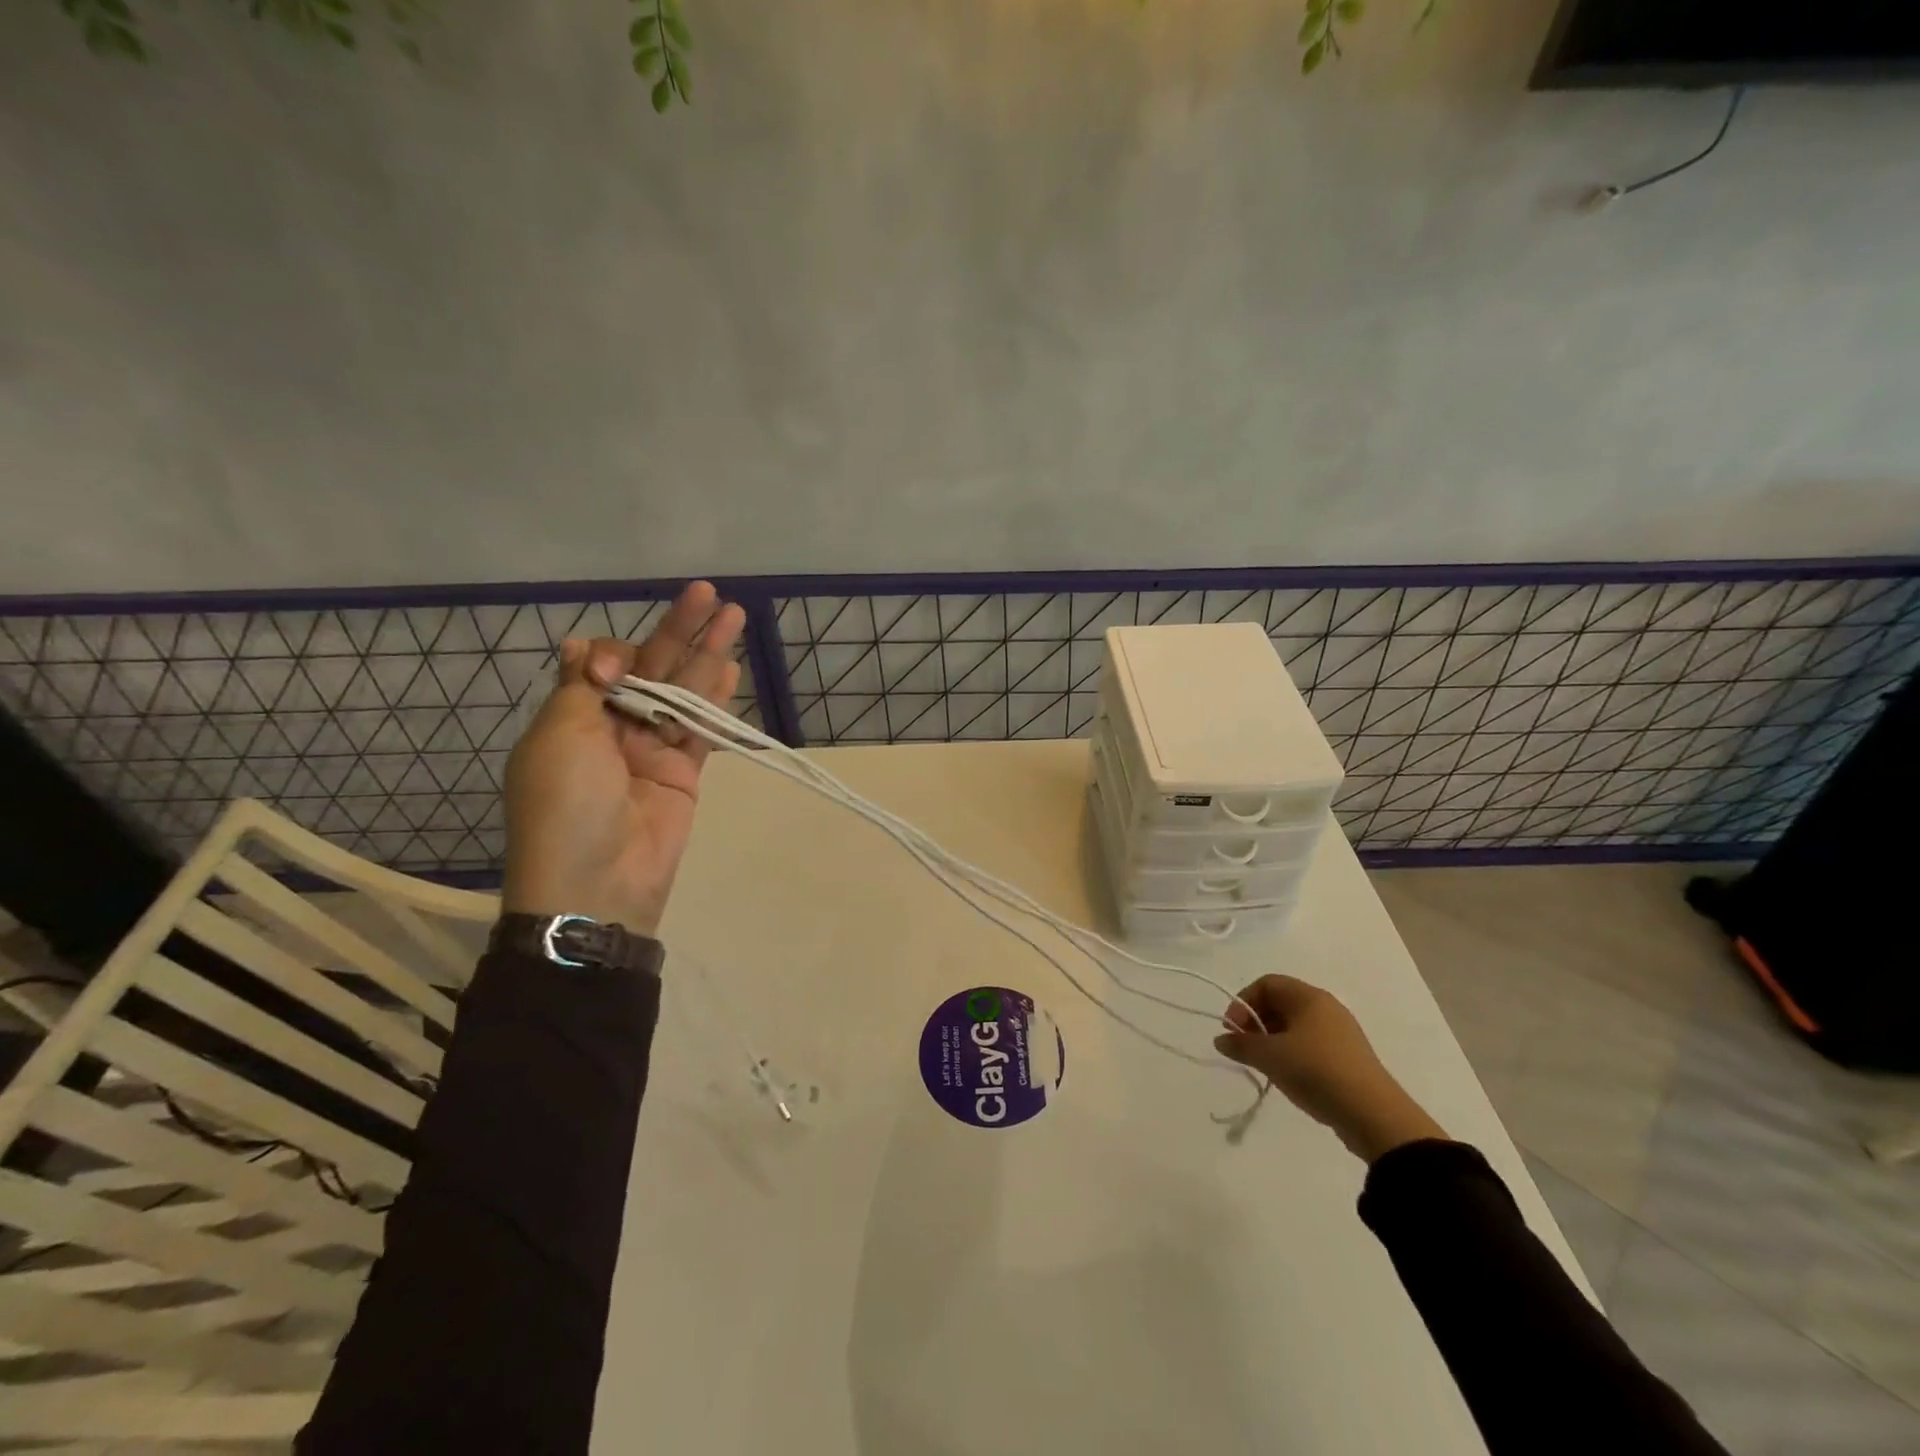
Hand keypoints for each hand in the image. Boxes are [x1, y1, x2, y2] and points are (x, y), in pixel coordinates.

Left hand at [502, 581, 745, 937]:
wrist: (598, 882)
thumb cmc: (567, 804)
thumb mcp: (560, 737)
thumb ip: (581, 686)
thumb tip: (581, 644)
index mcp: (572, 717)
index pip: (603, 665)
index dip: (618, 653)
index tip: (619, 666)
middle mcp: (612, 728)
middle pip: (652, 670)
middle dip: (680, 632)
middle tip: (709, 594)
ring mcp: (651, 750)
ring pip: (683, 693)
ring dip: (707, 656)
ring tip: (734, 616)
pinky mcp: (683, 773)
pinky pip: (701, 729)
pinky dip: (716, 701)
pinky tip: (730, 668)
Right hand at [1215, 975, 1447, 1162]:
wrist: (1373, 1115)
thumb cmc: (1316, 1071)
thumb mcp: (1270, 1057)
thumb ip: (1241, 1045)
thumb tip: (1221, 1040)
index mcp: (1308, 997)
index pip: (1267, 983)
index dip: (1243, 1002)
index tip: (1232, 1029)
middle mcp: (1326, 1007)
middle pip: (1281, 1003)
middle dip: (1256, 1022)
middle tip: (1244, 1047)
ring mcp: (1340, 1033)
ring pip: (1295, 1025)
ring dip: (1272, 1040)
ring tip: (1264, 1065)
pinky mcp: (1348, 1057)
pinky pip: (1311, 1044)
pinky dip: (1292, 1053)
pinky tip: (1287, 1076)